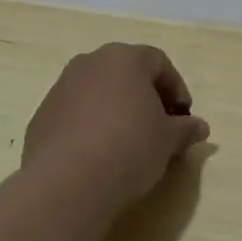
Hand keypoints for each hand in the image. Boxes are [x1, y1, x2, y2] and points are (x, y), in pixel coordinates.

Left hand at [24, 44, 210, 209]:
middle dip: (146, 98)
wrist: (68, 181)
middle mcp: (89, 63)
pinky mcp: (41, 117)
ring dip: (116, 111)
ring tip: (129, 144)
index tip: (183, 118)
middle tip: (159, 128)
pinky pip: (75, 115)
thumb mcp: (168, 140)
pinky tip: (100, 156)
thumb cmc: (130, 147)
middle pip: (126, 74)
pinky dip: (91, 127)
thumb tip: (200, 127)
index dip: (177, 89)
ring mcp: (60, 88)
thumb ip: (186, 129)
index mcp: (124, 59)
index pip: (159, 63)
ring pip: (98, 93)